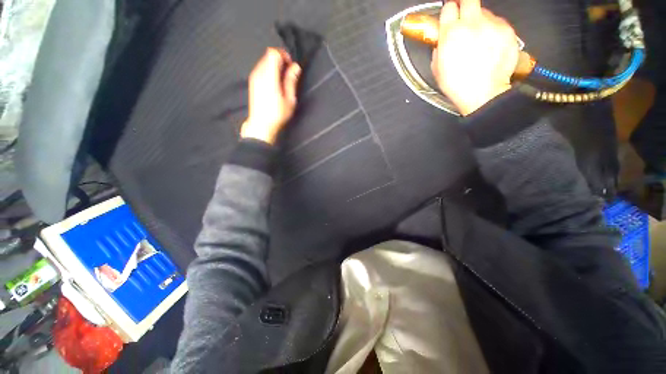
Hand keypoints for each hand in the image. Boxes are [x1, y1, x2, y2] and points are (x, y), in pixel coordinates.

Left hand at [241, 48, 301, 143]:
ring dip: (275, 66)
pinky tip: (275, 84)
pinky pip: (261, 68)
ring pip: (264, 61)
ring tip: (283, 80)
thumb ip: (291, 81)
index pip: (273, 53)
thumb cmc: (277, 114)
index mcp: (269, 76)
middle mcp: (259, 73)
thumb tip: (296, 66)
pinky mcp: (252, 82)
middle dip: (280, 60)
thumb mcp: (289, 99)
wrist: (261, 125)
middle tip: (289, 73)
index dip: (284, 55)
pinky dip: (269, 71)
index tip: (291, 65)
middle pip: (268, 55)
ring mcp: (254, 77)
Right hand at [431, 0, 518, 114]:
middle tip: (464, 16)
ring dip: (480, 21)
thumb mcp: (437, 68)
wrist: (483, 93)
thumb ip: (439, 48)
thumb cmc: (457, 84)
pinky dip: (493, 30)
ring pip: (485, 12)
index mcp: (451, 33)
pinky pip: (498, 23)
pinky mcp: (507, 30)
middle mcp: (472, 23)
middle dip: (465, 4)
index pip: (449, 8)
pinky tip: (490, 45)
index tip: (450, 17)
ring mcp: (492, 25)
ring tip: (479, 40)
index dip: (449, 12)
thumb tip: (442, 40)